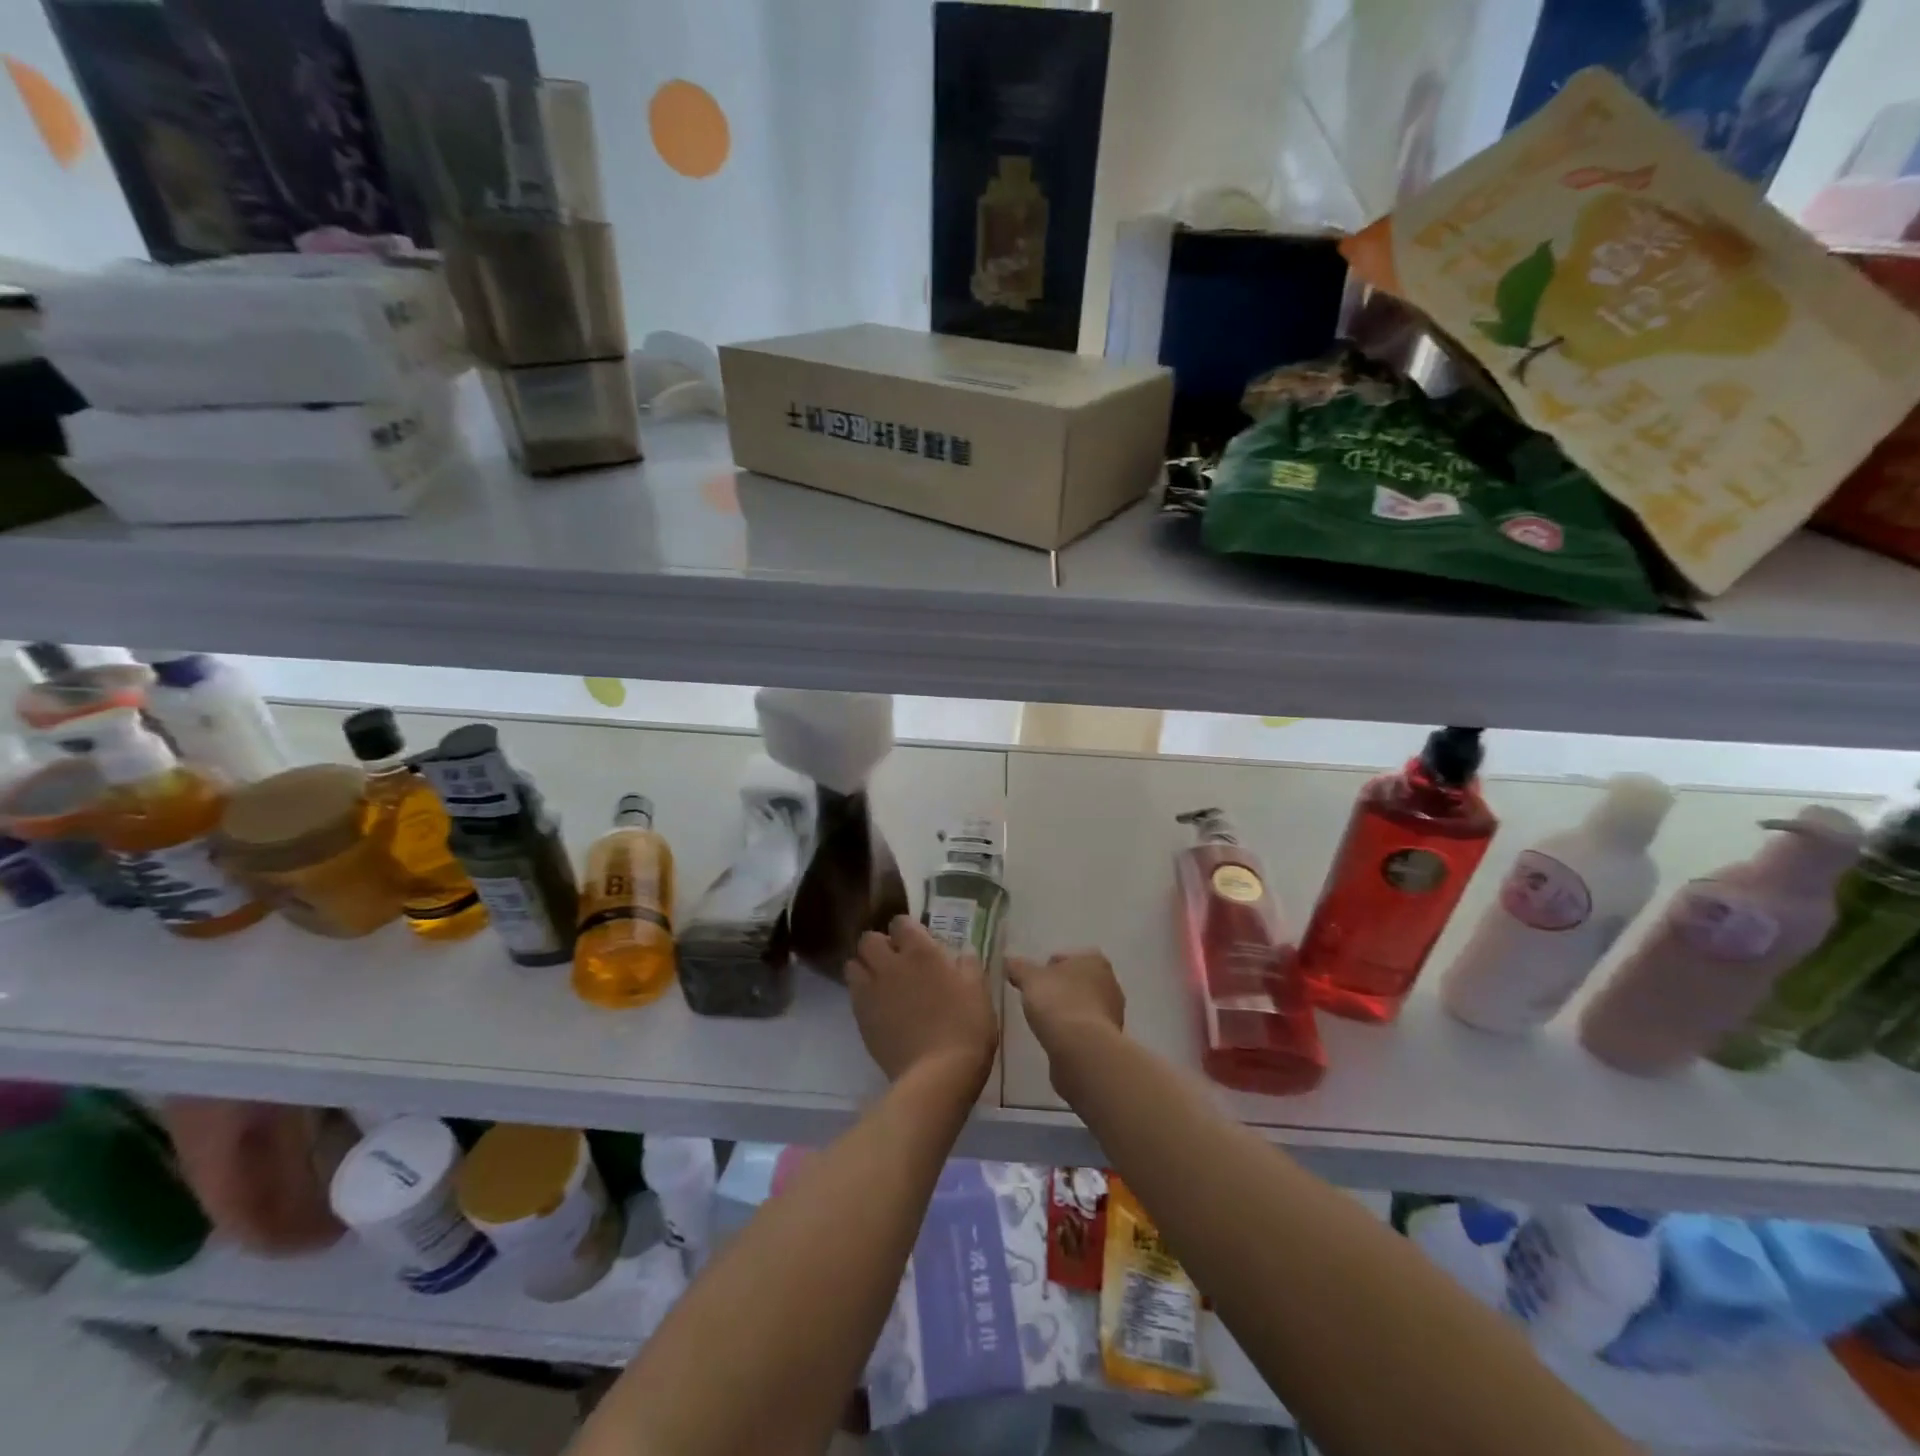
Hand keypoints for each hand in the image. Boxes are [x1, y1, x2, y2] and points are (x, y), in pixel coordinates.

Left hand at [847, 916, 997, 1087]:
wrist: (938, 1075)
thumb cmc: (966, 1027)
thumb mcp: (979, 990)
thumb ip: (968, 965)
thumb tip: (963, 952)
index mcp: (920, 951)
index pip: (900, 922)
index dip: (907, 929)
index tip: (917, 941)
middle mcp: (890, 964)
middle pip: (868, 939)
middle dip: (879, 944)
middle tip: (895, 959)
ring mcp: (871, 991)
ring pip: (853, 964)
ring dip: (864, 967)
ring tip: (881, 980)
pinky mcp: (861, 1018)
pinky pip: (853, 994)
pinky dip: (862, 993)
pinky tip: (879, 1006)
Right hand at [1006, 949, 1124, 1061]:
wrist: (1080, 1049)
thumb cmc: (1057, 1002)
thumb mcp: (1029, 979)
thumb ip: (1018, 968)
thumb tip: (1008, 961)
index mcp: (1094, 960)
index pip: (1066, 958)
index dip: (1047, 968)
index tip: (1033, 982)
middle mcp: (1110, 982)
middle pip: (1077, 982)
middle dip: (1060, 990)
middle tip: (1038, 1001)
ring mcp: (1113, 1013)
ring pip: (1083, 1006)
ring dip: (1067, 1012)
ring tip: (1046, 1023)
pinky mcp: (1110, 1039)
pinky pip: (1085, 1029)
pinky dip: (1073, 1032)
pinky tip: (1058, 1040)